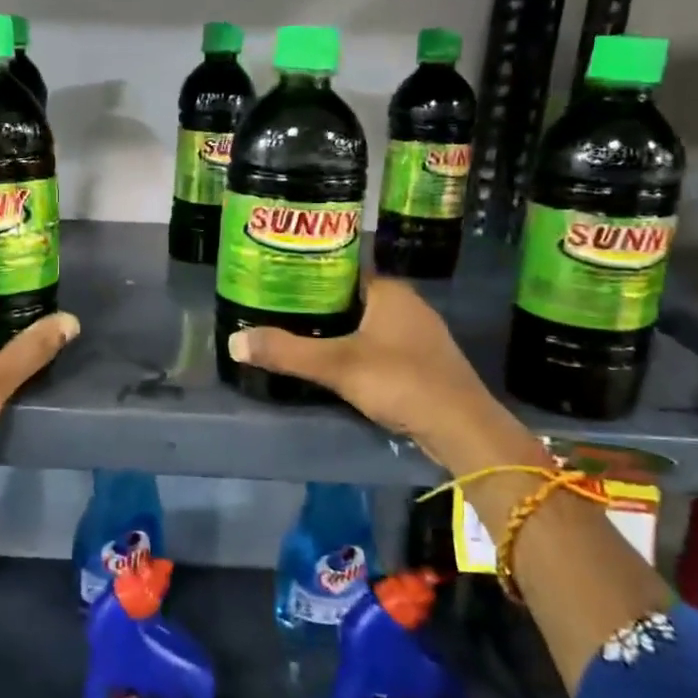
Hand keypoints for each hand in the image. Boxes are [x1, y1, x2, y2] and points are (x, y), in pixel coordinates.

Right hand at [226, 274, 543, 475]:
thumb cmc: (402, 382)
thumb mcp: (337, 366)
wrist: (463, 429)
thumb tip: (234, 342)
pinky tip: (333, 361)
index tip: (277, 279)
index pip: (342, 268)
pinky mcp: (422, 361)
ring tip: (296, 333)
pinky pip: (378, 343)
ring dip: (336, 328)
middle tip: (277, 308)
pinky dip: (354, 347)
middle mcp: (406, 304)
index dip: (309, 271)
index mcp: (389, 290)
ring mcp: (418, 334)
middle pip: (351, 295)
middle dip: (317, 302)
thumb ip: (286, 352)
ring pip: (365, 321)